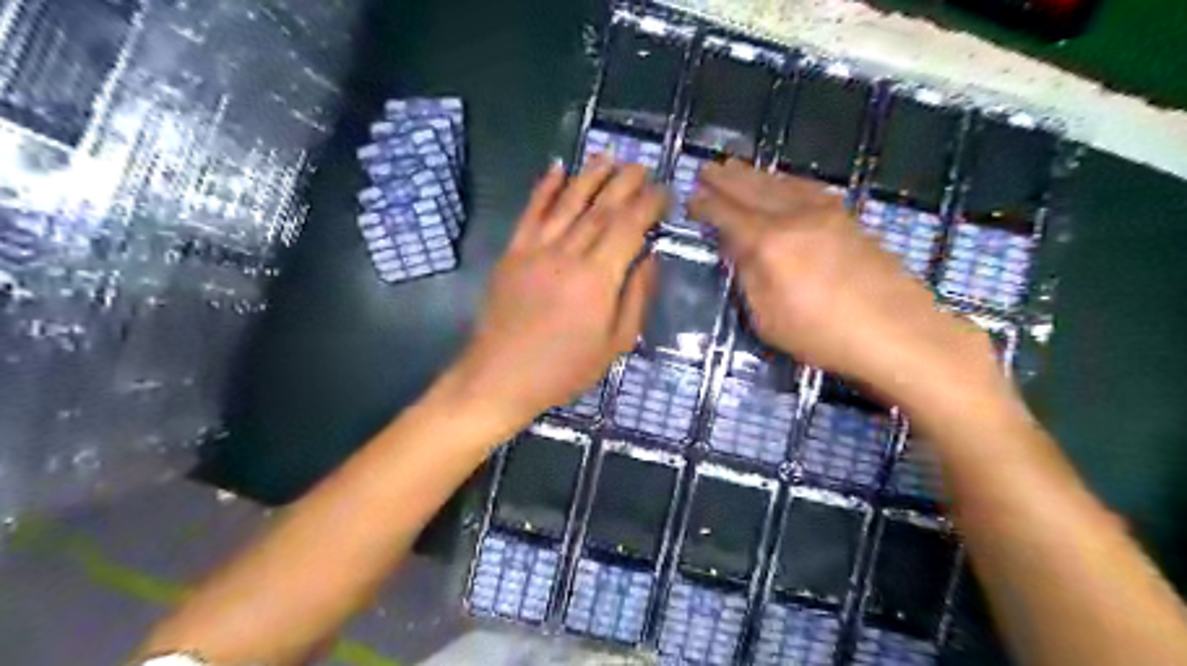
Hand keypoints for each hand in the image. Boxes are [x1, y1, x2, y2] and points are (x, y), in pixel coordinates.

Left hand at [447, 156, 666, 423]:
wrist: (501, 377)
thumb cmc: (564, 369)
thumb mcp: (615, 344)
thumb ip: (635, 298)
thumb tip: (650, 258)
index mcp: (598, 279)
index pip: (628, 228)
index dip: (648, 205)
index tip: (664, 191)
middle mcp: (568, 254)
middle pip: (601, 208)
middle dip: (625, 183)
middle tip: (642, 166)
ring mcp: (536, 250)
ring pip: (568, 203)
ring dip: (590, 176)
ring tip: (608, 156)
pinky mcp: (512, 253)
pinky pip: (530, 213)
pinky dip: (543, 188)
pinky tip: (556, 169)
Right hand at [694, 158, 1004, 408]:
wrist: (898, 331)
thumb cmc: (823, 335)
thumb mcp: (768, 319)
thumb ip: (748, 277)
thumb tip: (736, 248)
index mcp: (769, 243)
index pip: (727, 215)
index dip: (706, 205)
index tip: (691, 198)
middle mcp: (794, 216)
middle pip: (752, 189)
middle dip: (726, 179)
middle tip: (706, 169)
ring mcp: (825, 212)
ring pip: (780, 183)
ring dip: (754, 174)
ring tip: (734, 167)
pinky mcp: (847, 217)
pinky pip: (807, 187)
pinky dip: (786, 180)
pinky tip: (781, 181)